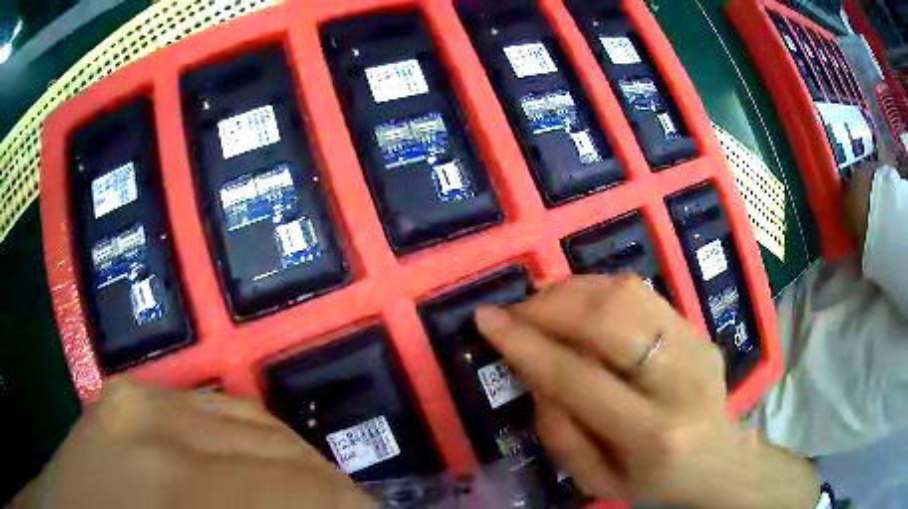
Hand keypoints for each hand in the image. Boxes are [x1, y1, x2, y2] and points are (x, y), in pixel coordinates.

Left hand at [12, 378, 374, 508]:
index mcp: (176, 486)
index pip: (295, 486)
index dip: (349, 505)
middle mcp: (155, 422)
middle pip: (275, 445)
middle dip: (326, 483)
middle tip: (350, 506)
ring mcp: (135, 394)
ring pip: (247, 416)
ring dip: (293, 457)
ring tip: (313, 487)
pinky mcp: (127, 391)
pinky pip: (209, 405)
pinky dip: (250, 435)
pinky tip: (259, 461)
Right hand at [476, 275, 820, 508]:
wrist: (718, 463)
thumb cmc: (653, 484)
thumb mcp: (595, 480)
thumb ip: (559, 431)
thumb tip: (535, 370)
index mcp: (652, 434)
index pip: (578, 377)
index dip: (526, 344)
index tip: (486, 319)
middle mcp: (681, 379)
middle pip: (609, 319)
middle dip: (550, 306)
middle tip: (515, 309)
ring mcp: (697, 345)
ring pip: (628, 293)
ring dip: (573, 289)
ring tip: (541, 301)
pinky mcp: (699, 329)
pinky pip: (643, 292)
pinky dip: (600, 287)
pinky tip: (578, 300)